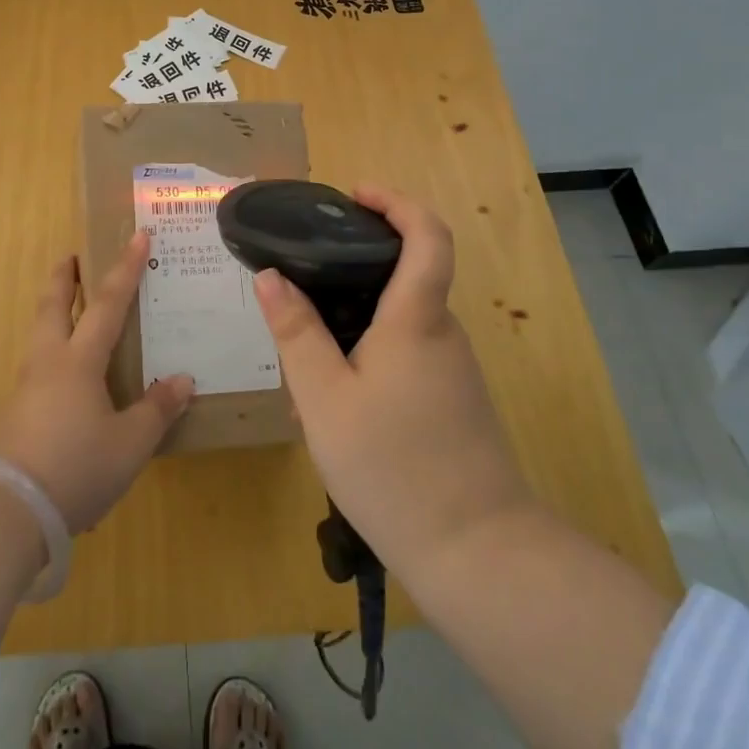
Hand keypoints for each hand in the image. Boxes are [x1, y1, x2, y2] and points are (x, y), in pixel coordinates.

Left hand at [0, 232, 194, 533]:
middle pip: (52, 307)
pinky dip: (49, 357)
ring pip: (38, 336)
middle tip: (70, 256)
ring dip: (51, 314)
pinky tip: (61, 383)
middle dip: (63, 278)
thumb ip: (156, 410)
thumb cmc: (75, 468)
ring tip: (66, 314)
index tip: (137, 237)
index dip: (125, 270)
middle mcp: (47, 364)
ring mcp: (24, 389)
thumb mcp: (129, 444)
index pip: (107, 304)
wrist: (5, 510)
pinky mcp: (10, 416)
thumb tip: (182, 380)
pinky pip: (35, 372)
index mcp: (78, 362)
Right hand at [253, 186, 530, 577]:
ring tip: (305, 370)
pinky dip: (368, 360)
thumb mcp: (324, 398)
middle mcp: (442, 333)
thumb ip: (296, 333)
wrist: (477, 553)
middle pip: (403, 278)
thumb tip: (271, 276)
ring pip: (397, 326)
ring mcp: (453, 370)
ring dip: (353, 329)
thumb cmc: (392, 466)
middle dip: (351, 276)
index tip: (356, 195)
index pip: (427, 235)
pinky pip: (406, 359)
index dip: (396, 202)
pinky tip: (336, 408)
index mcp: (416, 318)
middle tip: (299, 295)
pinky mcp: (454, 401)